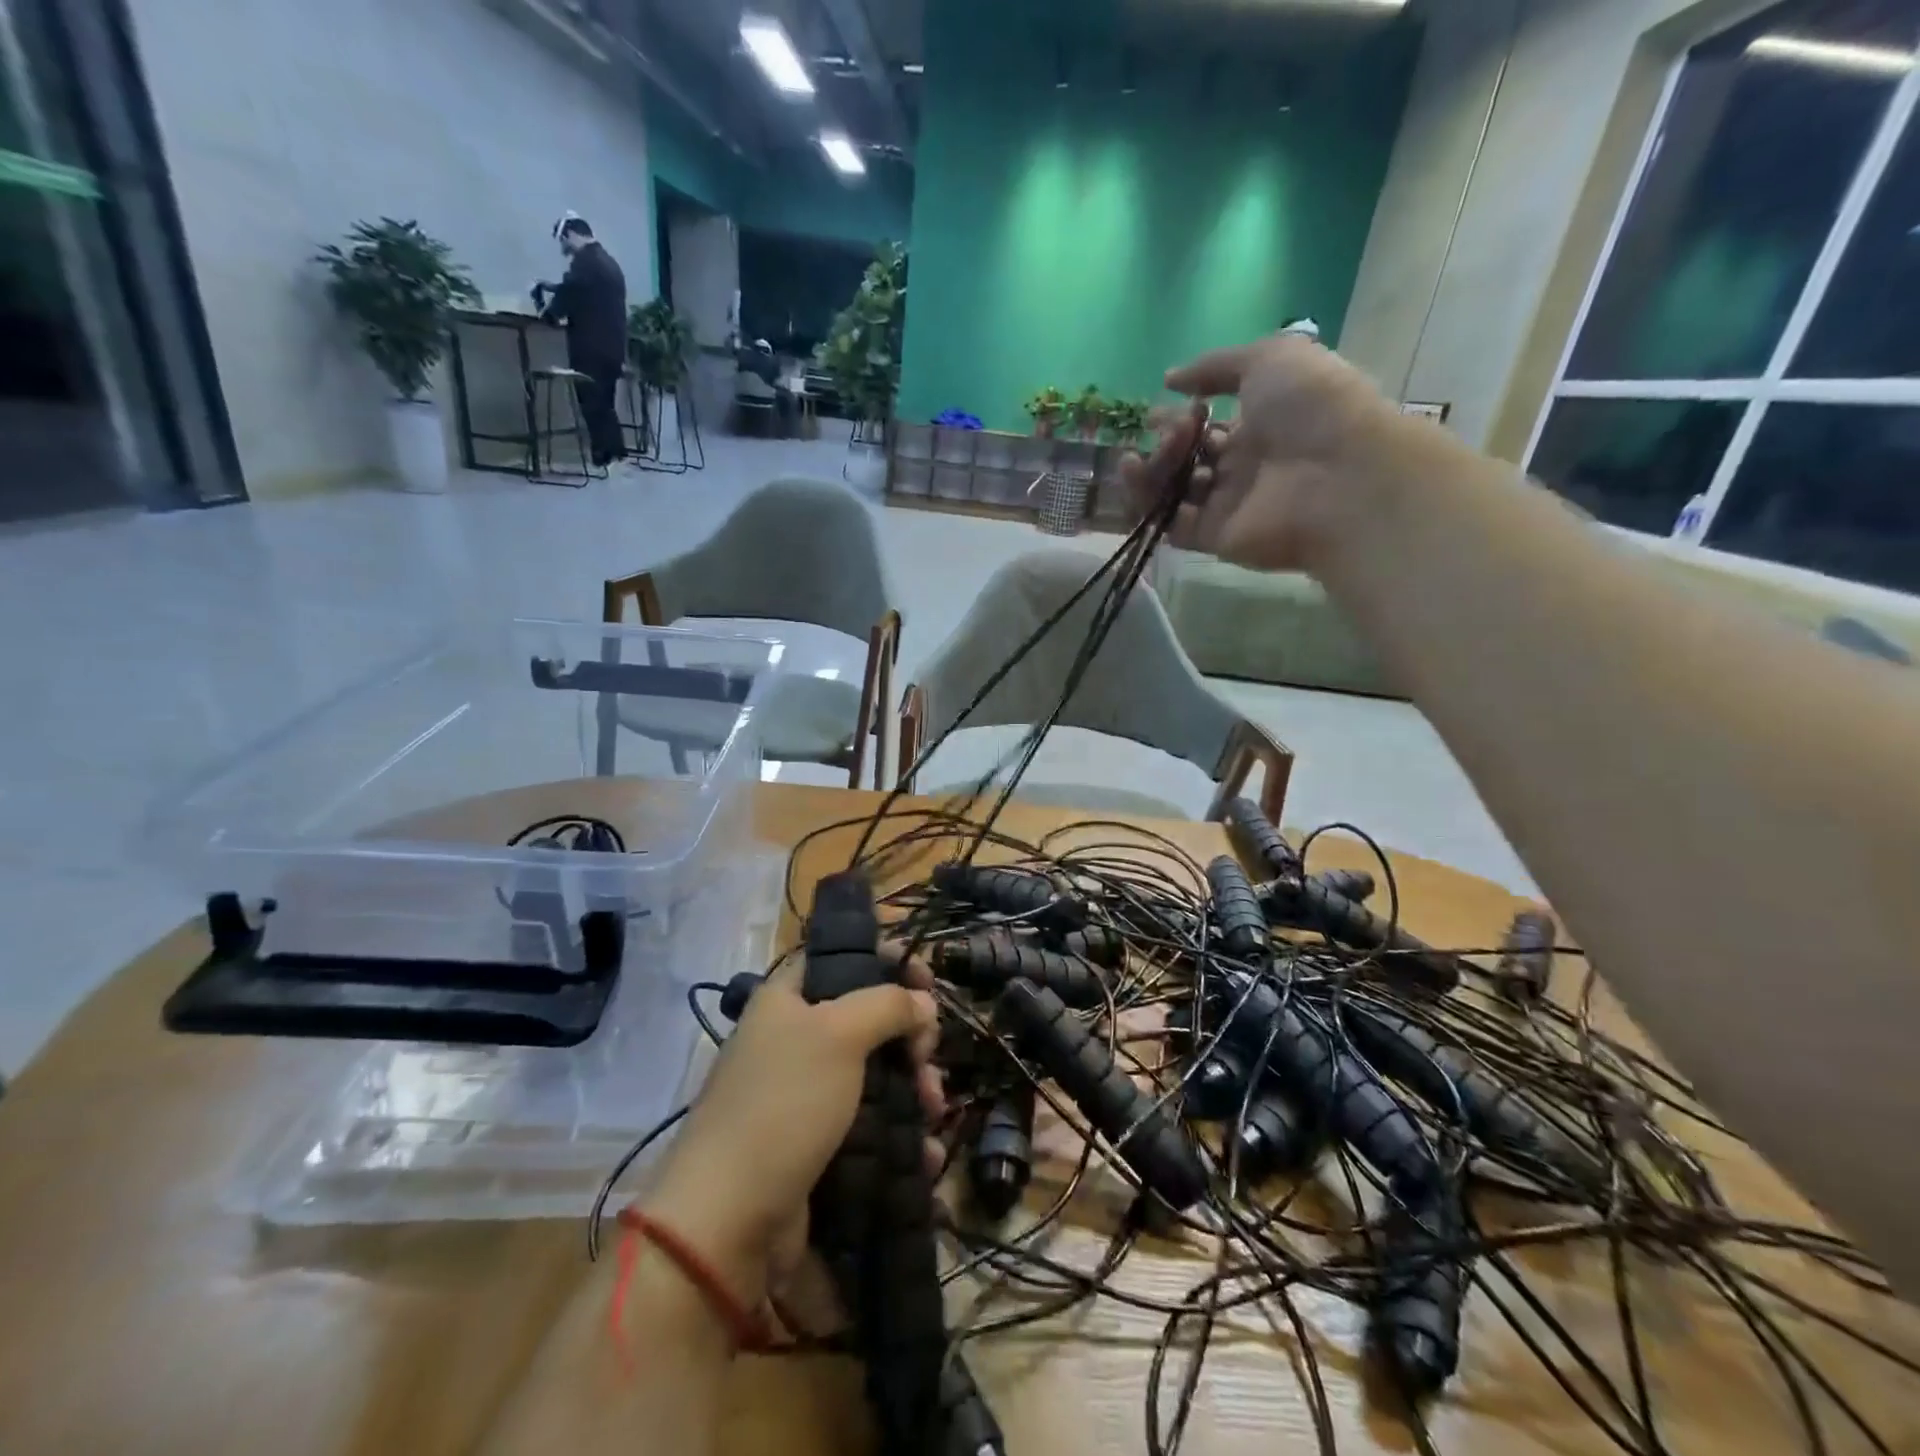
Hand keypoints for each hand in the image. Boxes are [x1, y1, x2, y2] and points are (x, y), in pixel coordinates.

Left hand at [644, 946, 943, 1310]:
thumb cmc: (784, 1104)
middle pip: (866, 1018)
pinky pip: (870, 1125)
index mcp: (786, 1000)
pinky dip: (901, 1134)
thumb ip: (887, 1004)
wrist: (728, 1220)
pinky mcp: (817, 1145)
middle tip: (928, 1056)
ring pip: (875, 1073)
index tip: (926, 980)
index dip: (885, 960)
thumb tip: (923, 1001)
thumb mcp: (839, 1035)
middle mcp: (794, 1040)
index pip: (841, 958)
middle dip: (909, 1035)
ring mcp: (805, 1096)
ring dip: (913, 1086)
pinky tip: (926, 1152)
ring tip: (932, 1110)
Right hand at [1123, 333, 1403, 572]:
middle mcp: (1242, 466)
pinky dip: (1146, 503)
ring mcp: (1227, 504)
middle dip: (1166, 441)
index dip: (1181, 415)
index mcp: (1261, 423)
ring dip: (1152, 468)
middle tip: (1159, 429)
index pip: (1210, 424)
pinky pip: (1170, 522)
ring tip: (1143, 452)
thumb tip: (1170, 379)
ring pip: (1174, 490)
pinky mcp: (1213, 537)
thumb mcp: (1269, 359)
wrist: (1339, 476)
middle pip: (1188, 458)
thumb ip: (1215, 366)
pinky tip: (1135, 475)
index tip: (1156, 407)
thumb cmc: (1311, 407)